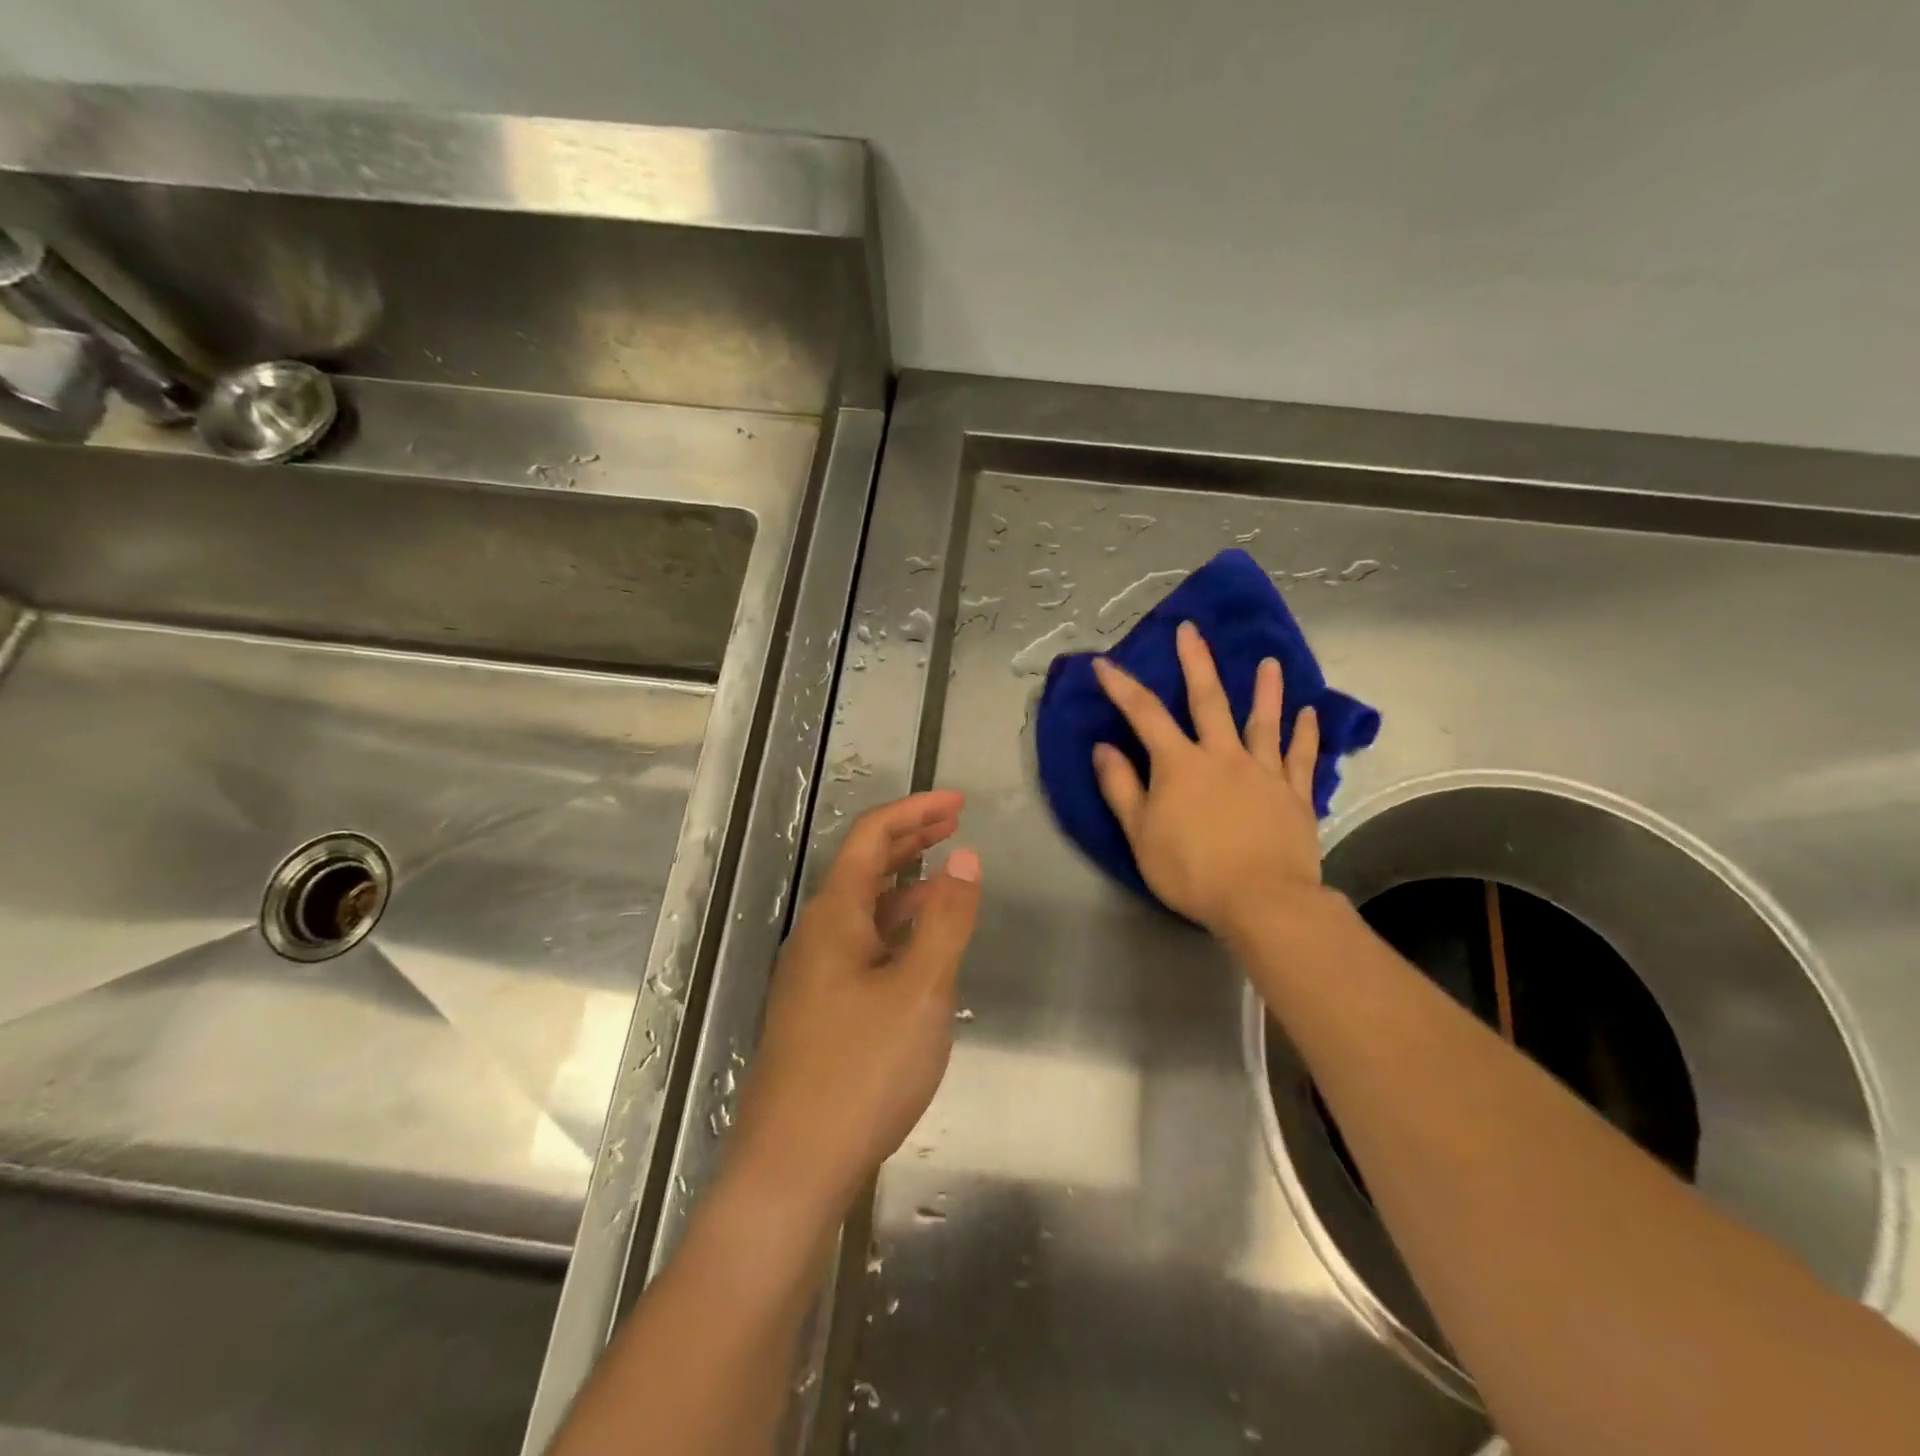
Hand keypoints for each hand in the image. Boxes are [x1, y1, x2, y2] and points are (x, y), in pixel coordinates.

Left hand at [729, 791, 981, 1221]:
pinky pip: (862, 946)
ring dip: (905, 885)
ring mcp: (813, 975)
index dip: (915, 811)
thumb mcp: (920, 989)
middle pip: (864, 867)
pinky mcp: (819, 1010)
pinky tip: (921, 948)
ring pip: (864, 909)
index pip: (871, 837)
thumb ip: (946, 920)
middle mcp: (816, 935)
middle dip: (910, 839)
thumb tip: (965, 857)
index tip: (959, 802)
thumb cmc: (860, 1071)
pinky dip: (896, 928)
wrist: (791, 1169)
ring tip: (947, 878)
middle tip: (954, 823)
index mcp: (834, 916)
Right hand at [1091, 621, 1322, 935]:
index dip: (1122, 687)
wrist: (1261, 901)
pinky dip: (1305, 733)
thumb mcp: (1140, 834)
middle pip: (1207, 700)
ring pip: (1263, 722)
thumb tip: (1103, 747)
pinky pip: (1301, 757)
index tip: (1104, 663)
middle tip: (1191, 630)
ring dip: (1265, 690)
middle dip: (1196, 663)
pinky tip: (1309, 714)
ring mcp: (1263, 772)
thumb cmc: (1191, 871)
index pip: (1144, 715)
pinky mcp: (1294, 794)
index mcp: (1180, 764)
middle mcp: (1222, 755)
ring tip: (1268, 663)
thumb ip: (1121, 788)